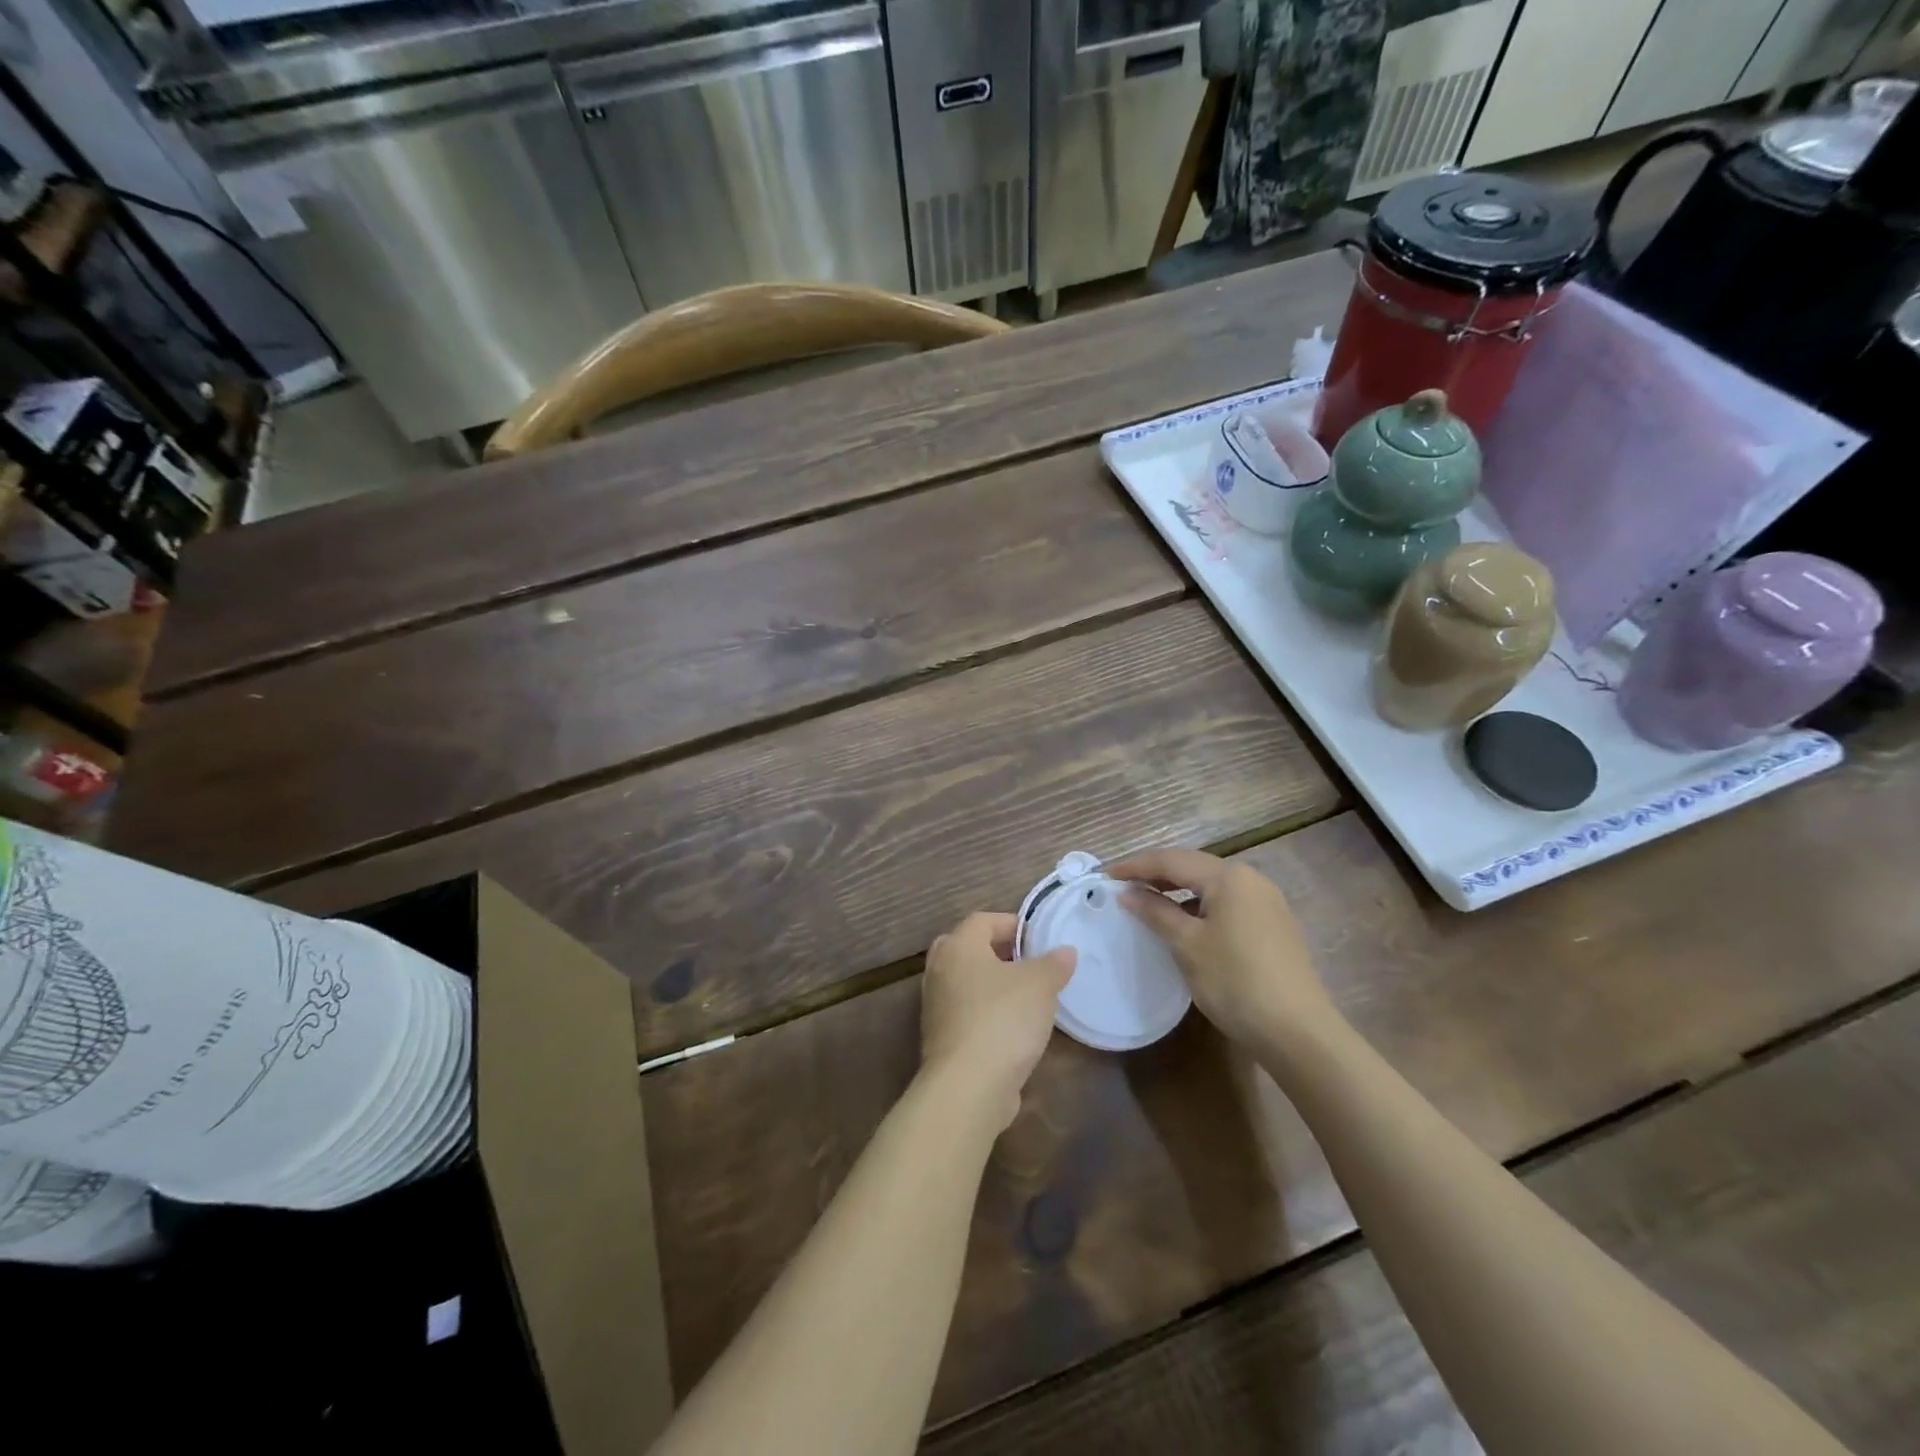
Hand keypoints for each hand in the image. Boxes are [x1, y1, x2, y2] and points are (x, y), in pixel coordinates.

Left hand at [920, 912, 1075, 1129]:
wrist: (968, 1086)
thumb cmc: (1003, 1019)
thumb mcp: (1040, 985)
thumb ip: (1054, 964)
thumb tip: (1065, 951)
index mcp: (958, 946)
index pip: (982, 920)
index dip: (1012, 924)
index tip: (1039, 938)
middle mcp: (939, 970)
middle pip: (968, 949)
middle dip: (998, 952)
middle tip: (1028, 962)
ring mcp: (935, 1006)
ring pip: (965, 983)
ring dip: (992, 985)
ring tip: (1027, 996)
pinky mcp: (941, 1039)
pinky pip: (966, 1013)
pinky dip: (986, 1012)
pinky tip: (1013, 1028)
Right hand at [1109, 848, 1337, 1049]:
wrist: (1298, 1032)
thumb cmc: (1235, 981)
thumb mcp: (1187, 945)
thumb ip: (1155, 912)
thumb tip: (1128, 894)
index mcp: (1229, 876)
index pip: (1172, 860)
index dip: (1136, 866)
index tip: (1106, 875)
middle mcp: (1251, 879)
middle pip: (1193, 867)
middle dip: (1156, 874)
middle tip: (1123, 885)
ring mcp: (1267, 902)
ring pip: (1211, 886)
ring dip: (1178, 890)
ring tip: (1148, 902)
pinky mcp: (1274, 925)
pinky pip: (1227, 903)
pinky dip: (1199, 906)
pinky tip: (1185, 923)